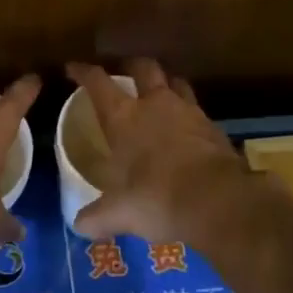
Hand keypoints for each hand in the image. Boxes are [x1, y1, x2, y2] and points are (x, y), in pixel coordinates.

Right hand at [66, 58, 252, 245]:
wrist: (219, 201)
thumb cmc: (158, 198)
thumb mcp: (120, 213)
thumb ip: (97, 217)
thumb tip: (79, 226)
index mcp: (124, 117)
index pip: (98, 82)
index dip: (83, 72)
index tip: (73, 68)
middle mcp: (155, 104)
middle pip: (144, 68)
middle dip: (132, 66)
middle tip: (124, 73)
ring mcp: (188, 112)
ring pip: (175, 83)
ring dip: (166, 85)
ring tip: (159, 96)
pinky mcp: (214, 127)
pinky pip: (197, 110)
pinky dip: (188, 115)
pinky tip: (186, 130)